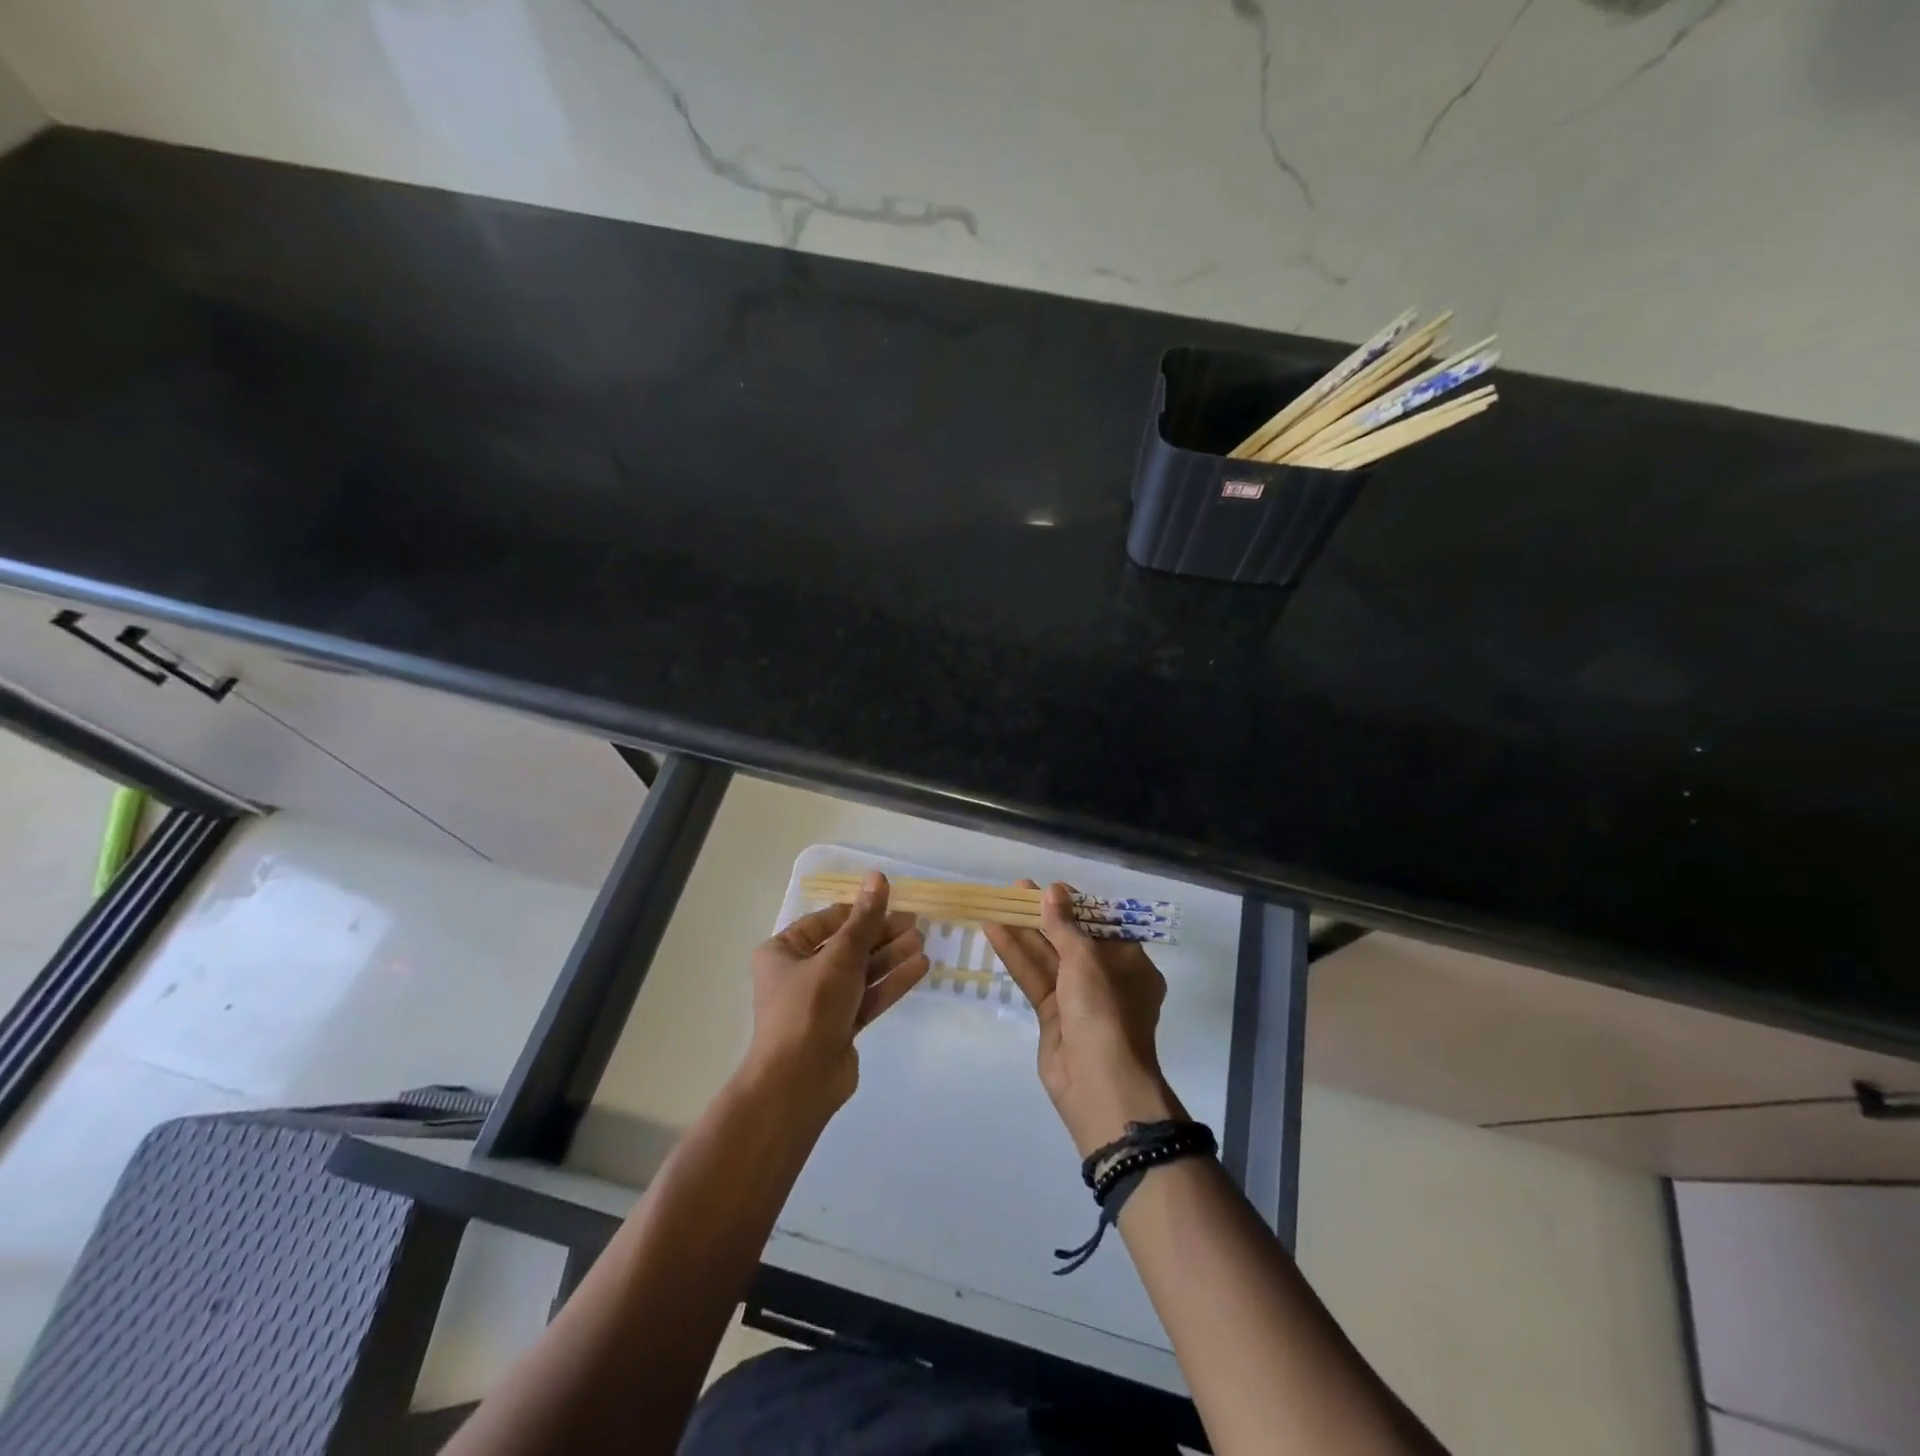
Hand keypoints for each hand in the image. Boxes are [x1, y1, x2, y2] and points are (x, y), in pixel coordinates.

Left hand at [746, 871, 928, 1117]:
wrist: (799, 1083)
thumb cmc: (810, 1007)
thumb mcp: (840, 956)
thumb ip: (865, 919)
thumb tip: (878, 877)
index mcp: (783, 951)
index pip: (827, 921)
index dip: (860, 911)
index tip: (892, 904)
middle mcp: (799, 974)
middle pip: (847, 946)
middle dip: (881, 935)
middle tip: (916, 923)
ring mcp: (820, 1003)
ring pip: (861, 971)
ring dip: (890, 956)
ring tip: (923, 941)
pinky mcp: (840, 1027)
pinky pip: (868, 996)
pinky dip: (891, 982)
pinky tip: (920, 968)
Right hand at [983, 881, 1185, 1155]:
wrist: (1097, 1082)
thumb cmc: (1105, 1010)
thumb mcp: (1087, 959)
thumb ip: (1065, 925)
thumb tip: (1052, 890)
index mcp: (1130, 964)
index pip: (1102, 926)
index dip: (1076, 905)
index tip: (1050, 889)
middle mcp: (1106, 979)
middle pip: (1072, 939)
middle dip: (1044, 915)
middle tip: (1016, 890)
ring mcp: (1078, 999)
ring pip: (1048, 958)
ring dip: (1024, 932)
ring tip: (998, 903)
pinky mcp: (1053, 1016)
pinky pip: (1034, 978)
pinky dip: (1016, 956)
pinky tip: (994, 932)